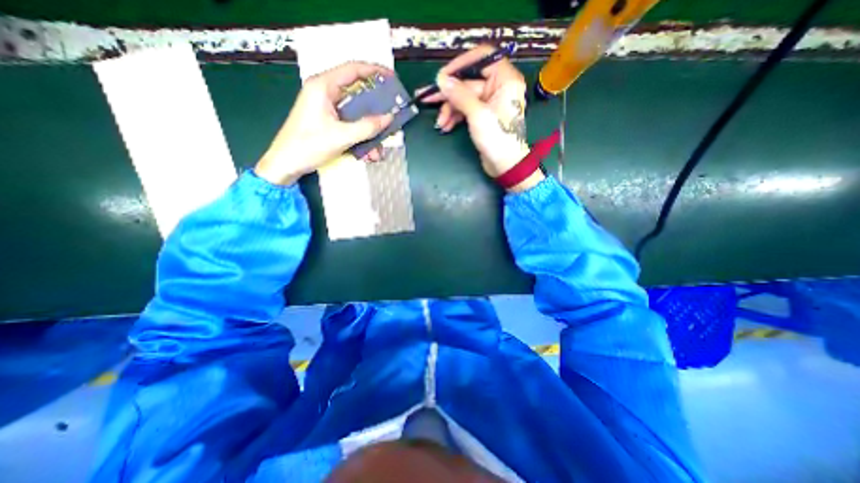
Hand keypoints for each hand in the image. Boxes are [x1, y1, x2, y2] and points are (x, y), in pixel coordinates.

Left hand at [252, 61, 391, 184]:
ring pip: (357, 115)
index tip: (392, 79)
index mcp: (323, 87)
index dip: (375, 71)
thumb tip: (389, 118)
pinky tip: (368, 154)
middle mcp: (326, 94)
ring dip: (370, 132)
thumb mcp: (341, 137)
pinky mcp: (329, 123)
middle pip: (358, 95)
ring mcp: (327, 109)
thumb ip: (367, 127)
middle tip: (392, 118)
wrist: (286, 164)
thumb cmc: (308, 146)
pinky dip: (361, 139)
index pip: (353, 70)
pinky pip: (351, 126)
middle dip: (376, 111)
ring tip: (378, 150)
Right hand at [422, 46, 542, 192]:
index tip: (442, 76)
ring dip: (449, 109)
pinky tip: (445, 126)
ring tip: (440, 123)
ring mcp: (489, 102)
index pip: (481, 58)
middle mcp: (498, 87)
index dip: (460, 64)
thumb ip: (459, 95)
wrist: (505, 166)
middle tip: (426, 97)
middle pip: (468, 81)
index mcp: (505, 79)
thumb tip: (441, 79)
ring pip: (463, 98)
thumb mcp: (478, 115)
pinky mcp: (482, 116)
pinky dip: (454, 117)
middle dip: (448, 94)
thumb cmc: (497, 139)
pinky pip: (465, 110)